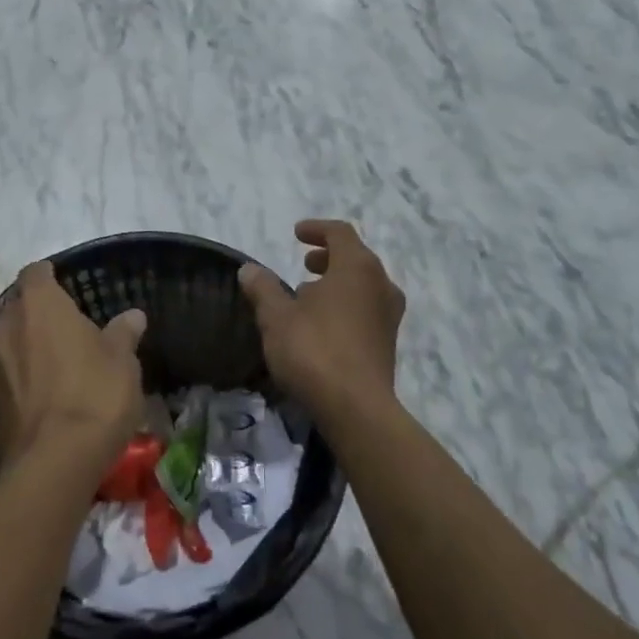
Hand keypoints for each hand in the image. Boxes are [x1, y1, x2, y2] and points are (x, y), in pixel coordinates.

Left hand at [0, 262, 145, 470]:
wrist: (53, 463)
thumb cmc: (94, 395)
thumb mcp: (122, 361)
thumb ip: (123, 332)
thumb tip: (132, 315)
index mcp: (40, 305)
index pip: (36, 273)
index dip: (50, 276)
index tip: (64, 284)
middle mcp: (5, 326)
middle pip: (18, 309)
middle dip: (37, 316)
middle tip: (64, 332)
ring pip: (7, 345)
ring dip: (25, 351)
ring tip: (52, 369)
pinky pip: (1, 380)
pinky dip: (16, 384)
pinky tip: (38, 402)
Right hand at [239, 221, 405, 418]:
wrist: (356, 409)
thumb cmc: (314, 351)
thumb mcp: (277, 317)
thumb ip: (263, 288)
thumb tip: (249, 269)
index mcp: (357, 267)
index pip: (340, 233)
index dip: (317, 229)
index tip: (296, 234)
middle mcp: (381, 284)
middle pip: (355, 257)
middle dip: (328, 256)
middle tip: (304, 264)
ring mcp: (389, 315)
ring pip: (363, 284)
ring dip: (337, 282)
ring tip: (308, 296)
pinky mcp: (388, 342)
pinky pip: (367, 308)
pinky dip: (347, 304)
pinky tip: (323, 325)